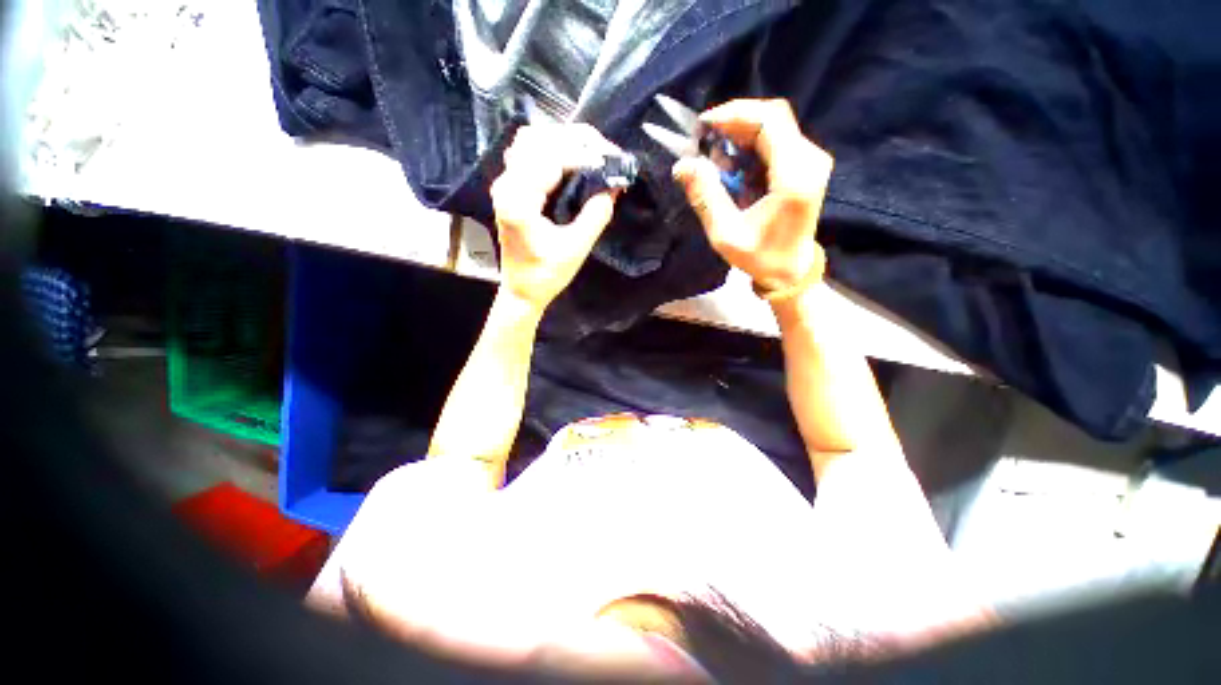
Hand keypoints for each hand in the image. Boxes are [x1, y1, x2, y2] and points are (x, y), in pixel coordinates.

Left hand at [490, 124, 620, 309]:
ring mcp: (506, 184)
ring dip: (563, 141)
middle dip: (575, 140)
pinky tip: (573, 160)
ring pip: (531, 141)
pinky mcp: (511, 188)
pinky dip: (554, 150)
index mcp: (518, 201)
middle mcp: (507, 184)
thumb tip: (615, 185)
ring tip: (592, 153)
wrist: (522, 289)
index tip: (611, 160)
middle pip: (537, 139)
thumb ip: (596, 215)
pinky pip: (529, 153)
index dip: (584, 154)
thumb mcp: (576, 249)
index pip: (551, 159)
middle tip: (606, 153)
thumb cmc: (546, 275)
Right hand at [673, 99, 832, 294]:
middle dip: (734, 122)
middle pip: (773, 118)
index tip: (703, 126)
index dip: (735, 115)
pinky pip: (776, 140)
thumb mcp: (726, 234)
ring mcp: (811, 161)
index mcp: (794, 176)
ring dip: (740, 133)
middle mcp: (809, 160)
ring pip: (774, 126)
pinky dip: (749, 144)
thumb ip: (706, 197)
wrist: (790, 270)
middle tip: (703, 138)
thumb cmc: (760, 257)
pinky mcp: (805, 165)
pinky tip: (730, 161)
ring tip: (712, 151)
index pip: (769, 121)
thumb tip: (682, 165)